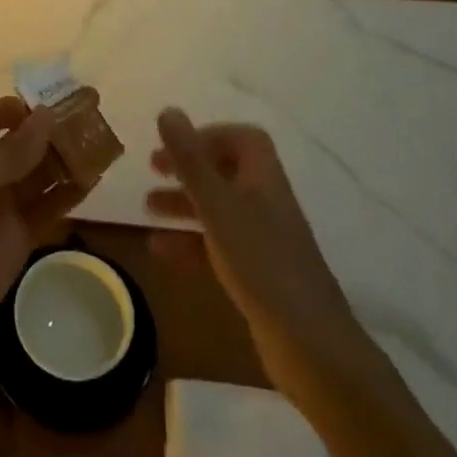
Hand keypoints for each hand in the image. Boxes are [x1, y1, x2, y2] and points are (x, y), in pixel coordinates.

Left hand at [0, 97, 73, 370]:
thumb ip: (11, 152)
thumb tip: (47, 115)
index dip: (15, 108)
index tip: (47, 106)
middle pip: (21, 143)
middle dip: (50, 130)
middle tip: (88, 118)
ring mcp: (3, 207)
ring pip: (40, 174)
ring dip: (65, 159)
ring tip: (98, 146)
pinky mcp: (20, 238)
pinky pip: (49, 209)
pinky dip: (69, 194)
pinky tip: (93, 181)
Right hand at [148, 108, 360, 392]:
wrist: (309, 345)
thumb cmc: (261, 262)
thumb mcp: (217, 205)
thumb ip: (190, 159)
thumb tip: (168, 110)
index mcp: (264, 179)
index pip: (244, 139)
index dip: (210, 135)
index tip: (175, 144)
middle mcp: (266, 203)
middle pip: (227, 172)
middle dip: (189, 168)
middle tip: (153, 169)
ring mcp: (264, 242)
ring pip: (219, 210)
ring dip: (184, 205)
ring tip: (146, 208)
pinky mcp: (257, 276)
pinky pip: (218, 246)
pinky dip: (189, 243)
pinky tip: (160, 250)